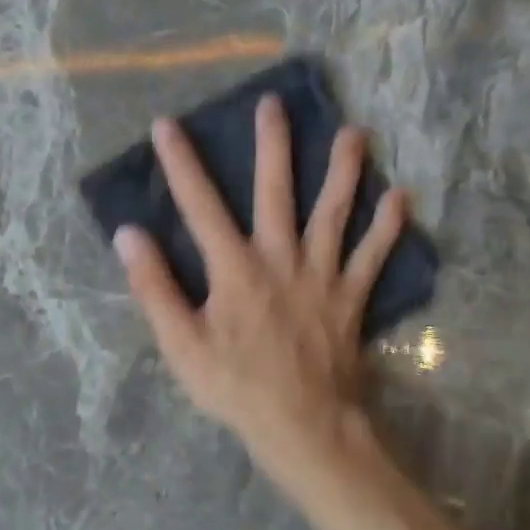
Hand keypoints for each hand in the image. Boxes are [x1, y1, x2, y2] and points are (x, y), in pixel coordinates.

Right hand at [113, 93, 407, 477]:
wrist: (304, 424)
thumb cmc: (235, 386)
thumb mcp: (180, 343)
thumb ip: (153, 287)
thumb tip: (129, 235)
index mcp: (235, 268)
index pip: (201, 205)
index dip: (182, 164)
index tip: (168, 125)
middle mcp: (281, 258)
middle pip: (277, 192)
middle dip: (273, 146)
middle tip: (274, 104)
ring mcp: (323, 276)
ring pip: (335, 213)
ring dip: (344, 172)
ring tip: (355, 133)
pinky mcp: (352, 298)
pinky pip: (374, 256)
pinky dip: (388, 228)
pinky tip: (401, 198)